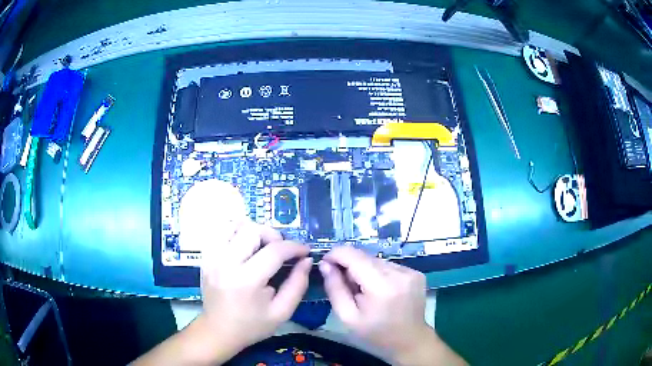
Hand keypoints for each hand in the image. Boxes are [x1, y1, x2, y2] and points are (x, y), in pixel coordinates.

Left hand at [198, 220, 311, 356]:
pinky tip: (244, 245)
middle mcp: (226, 263)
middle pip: (253, 230)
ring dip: (253, 231)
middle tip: (281, 251)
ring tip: (262, 246)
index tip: (305, 251)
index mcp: (247, 281)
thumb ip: (298, 284)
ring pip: (235, 225)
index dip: (294, 247)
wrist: (219, 331)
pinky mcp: (205, 257)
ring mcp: (212, 258)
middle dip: (274, 236)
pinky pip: (221, 231)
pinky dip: (236, 232)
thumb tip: (307, 260)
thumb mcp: (282, 312)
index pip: (274, 251)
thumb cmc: (252, 325)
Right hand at [320, 247, 465, 365]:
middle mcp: (399, 272)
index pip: (353, 255)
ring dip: (364, 270)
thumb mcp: (348, 317)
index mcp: (381, 285)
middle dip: (349, 266)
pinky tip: (379, 291)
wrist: (410, 343)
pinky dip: (378, 274)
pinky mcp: (416, 273)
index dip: (335, 255)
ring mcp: (410, 271)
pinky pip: (388, 266)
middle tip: (345, 287)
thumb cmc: (376, 336)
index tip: (325, 265)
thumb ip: (335, 289)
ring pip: (376, 260)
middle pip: (364, 256)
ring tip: (363, 292)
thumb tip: (325, 265)